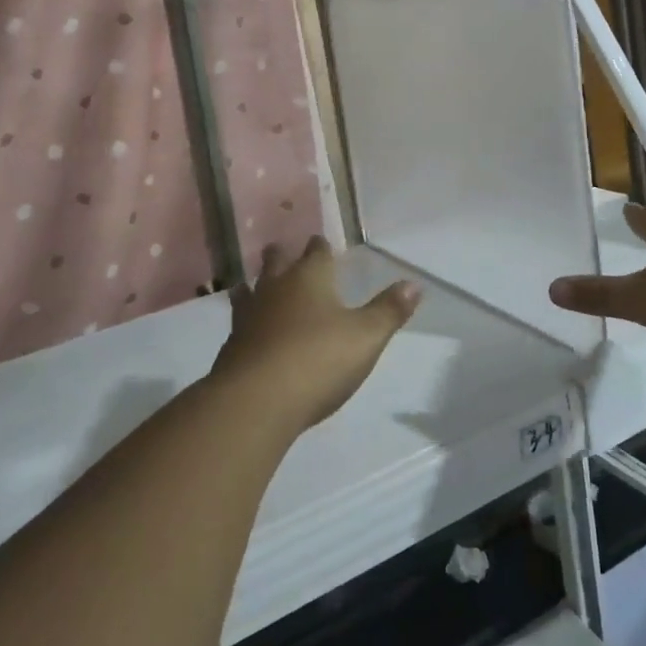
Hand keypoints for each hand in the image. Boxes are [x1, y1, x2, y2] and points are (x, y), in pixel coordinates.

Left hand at [213, 238, 419, 431]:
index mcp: (309, 278)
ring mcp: (249, 316)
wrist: (257, 400)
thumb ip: (389, 310)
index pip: (316, 251)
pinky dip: (246, 321)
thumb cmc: (318, 359)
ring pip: (251, 290)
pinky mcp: (232, 347)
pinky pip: (239, 323)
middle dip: (282, 256)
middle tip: (284, 253)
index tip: (322, 244)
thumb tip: (414, 284)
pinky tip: (248, 330)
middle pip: (276, 262)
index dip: (321, 247)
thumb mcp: (366, 337)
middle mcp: (275, 288)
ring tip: (255, 284)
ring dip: (256, 286)